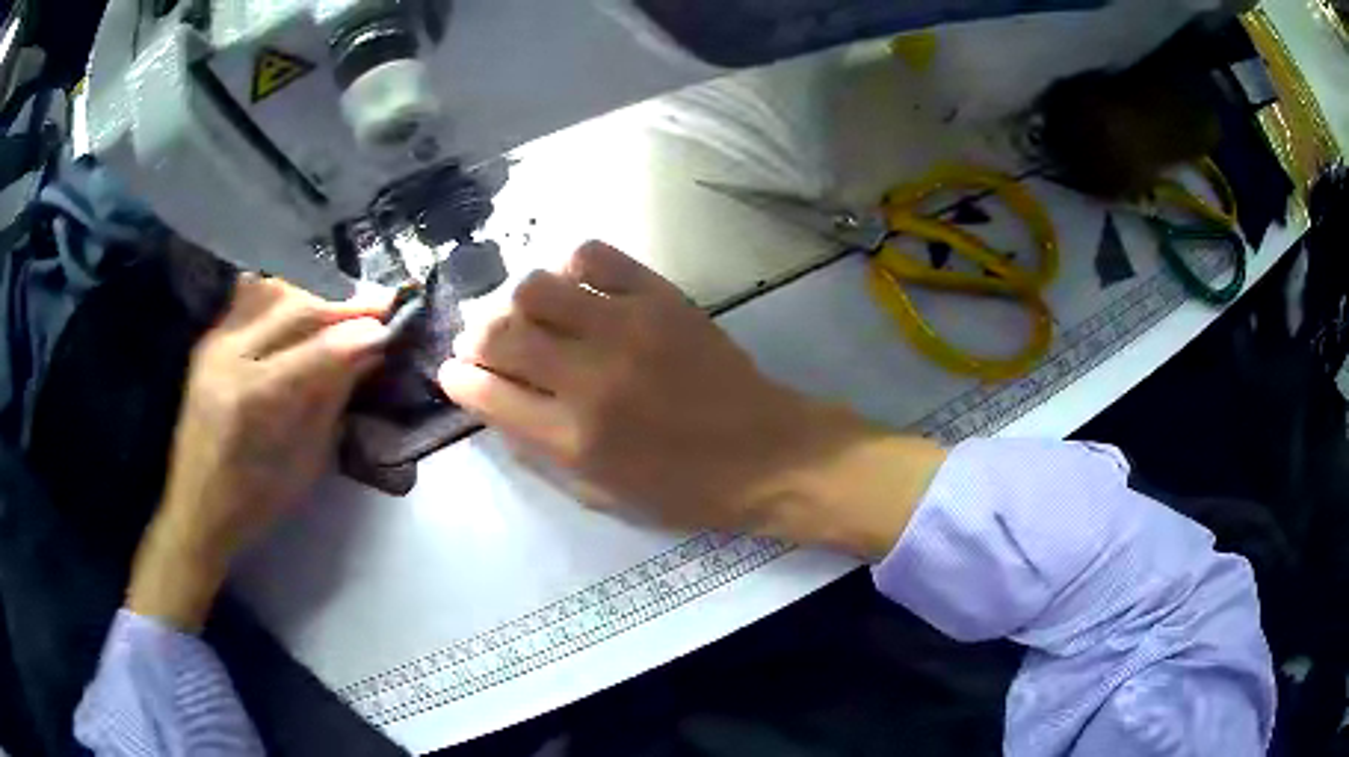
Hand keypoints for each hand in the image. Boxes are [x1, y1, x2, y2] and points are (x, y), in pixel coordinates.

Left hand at [128, 276, 392, 630]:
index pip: (316, 350)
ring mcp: (214, 341)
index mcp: (252, 400)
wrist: (196, 507)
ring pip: (273, 293)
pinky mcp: (209, 339)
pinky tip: (302, 313)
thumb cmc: (255, 502)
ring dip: (314, 300)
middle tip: (378, 310)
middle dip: (342, 308)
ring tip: (340, 315)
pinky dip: (284, 300)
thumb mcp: (305, 461)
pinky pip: (251, 299)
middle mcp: (228, 356)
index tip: (393, 325)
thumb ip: (332, 399)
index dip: (359, 333)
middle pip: (295, 308)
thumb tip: (369, 353)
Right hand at [440, 242, 946, 556]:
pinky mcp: (660, 297)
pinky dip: (572, 267)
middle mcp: (590, 378)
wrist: (768, 454)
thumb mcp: (602, 496)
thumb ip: (539, 451)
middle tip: (485, 343)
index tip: (454, 372)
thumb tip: (494, 403)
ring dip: (517, 301)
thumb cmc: (685, 489)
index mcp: (573, 438)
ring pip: (535, 286)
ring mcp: (627, 328)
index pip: (484, 392)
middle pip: (498, 332)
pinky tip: (579, 288)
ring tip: (532, 316)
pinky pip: (595, 256)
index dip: (456, 378)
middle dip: (475, 336)